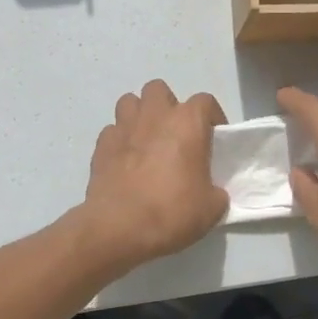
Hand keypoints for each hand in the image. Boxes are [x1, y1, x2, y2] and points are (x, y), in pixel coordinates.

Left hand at [75, 80, 229, 274]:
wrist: (119, 228)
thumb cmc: (171, 212)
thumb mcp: (211, 208)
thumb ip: (216, 191)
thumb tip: (212, 191)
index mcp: (187, 123)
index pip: (205, 102)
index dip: (212, 117)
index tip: (214, 138)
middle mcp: (155, 116)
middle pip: (160, 90)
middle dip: (167, 106)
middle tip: (175, 134)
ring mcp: (124, 127)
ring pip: (130, 102)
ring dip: (140, 116)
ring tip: (147, 140)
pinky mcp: (101, 145)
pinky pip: (113, 131)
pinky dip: (120, 140)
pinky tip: (125, 161)